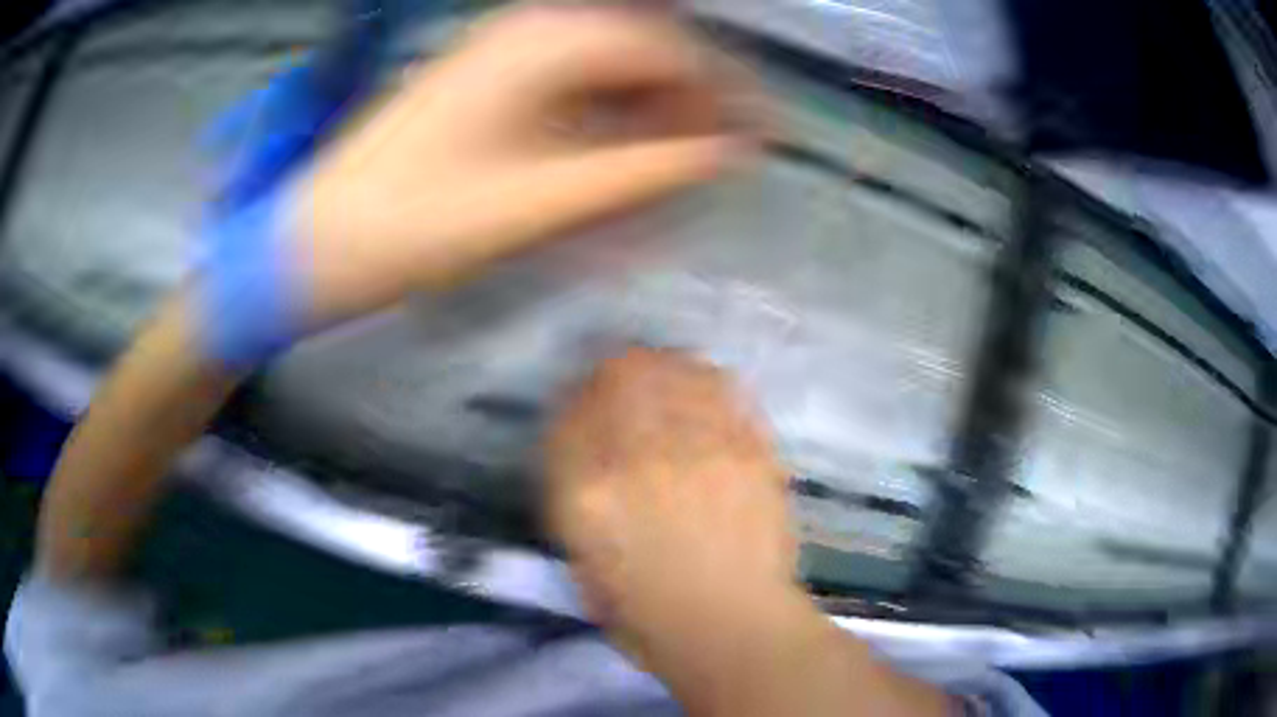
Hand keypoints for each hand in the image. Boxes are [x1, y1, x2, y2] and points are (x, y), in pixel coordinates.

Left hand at [292, 5, 752, 328]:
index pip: (668, 50)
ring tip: (667, 167)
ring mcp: (502, 50)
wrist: (322, 238)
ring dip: (645, 111)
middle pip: (640, 51)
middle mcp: (529, 27)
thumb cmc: (420, 224)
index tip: (755, 141)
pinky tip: (610, 155)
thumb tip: (724, 153)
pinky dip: (602, 116)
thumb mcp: (542, 201)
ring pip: (606, 66)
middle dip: (687, 102)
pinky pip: (568, 82)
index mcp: (547, 42)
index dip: (722, 94)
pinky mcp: (484, 77)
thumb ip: (642, 171)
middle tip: (713, 162)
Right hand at [545, 349, 951, 716]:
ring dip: (664, 369)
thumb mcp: (582, 561)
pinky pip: (724, 391)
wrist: (732, 626)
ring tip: (667, 381)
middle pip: (623, 373)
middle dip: (617, 372)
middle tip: (624, 381)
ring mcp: (702, 446)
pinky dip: (708, 384)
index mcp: (587, 490)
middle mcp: (641, 454)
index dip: (575, 400)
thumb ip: (575, 496)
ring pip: (675, 370)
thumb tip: (585, 448)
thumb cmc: (645, 615)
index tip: (584, 404)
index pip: (569, 412)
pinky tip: (706, 394)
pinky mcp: (751, 447)